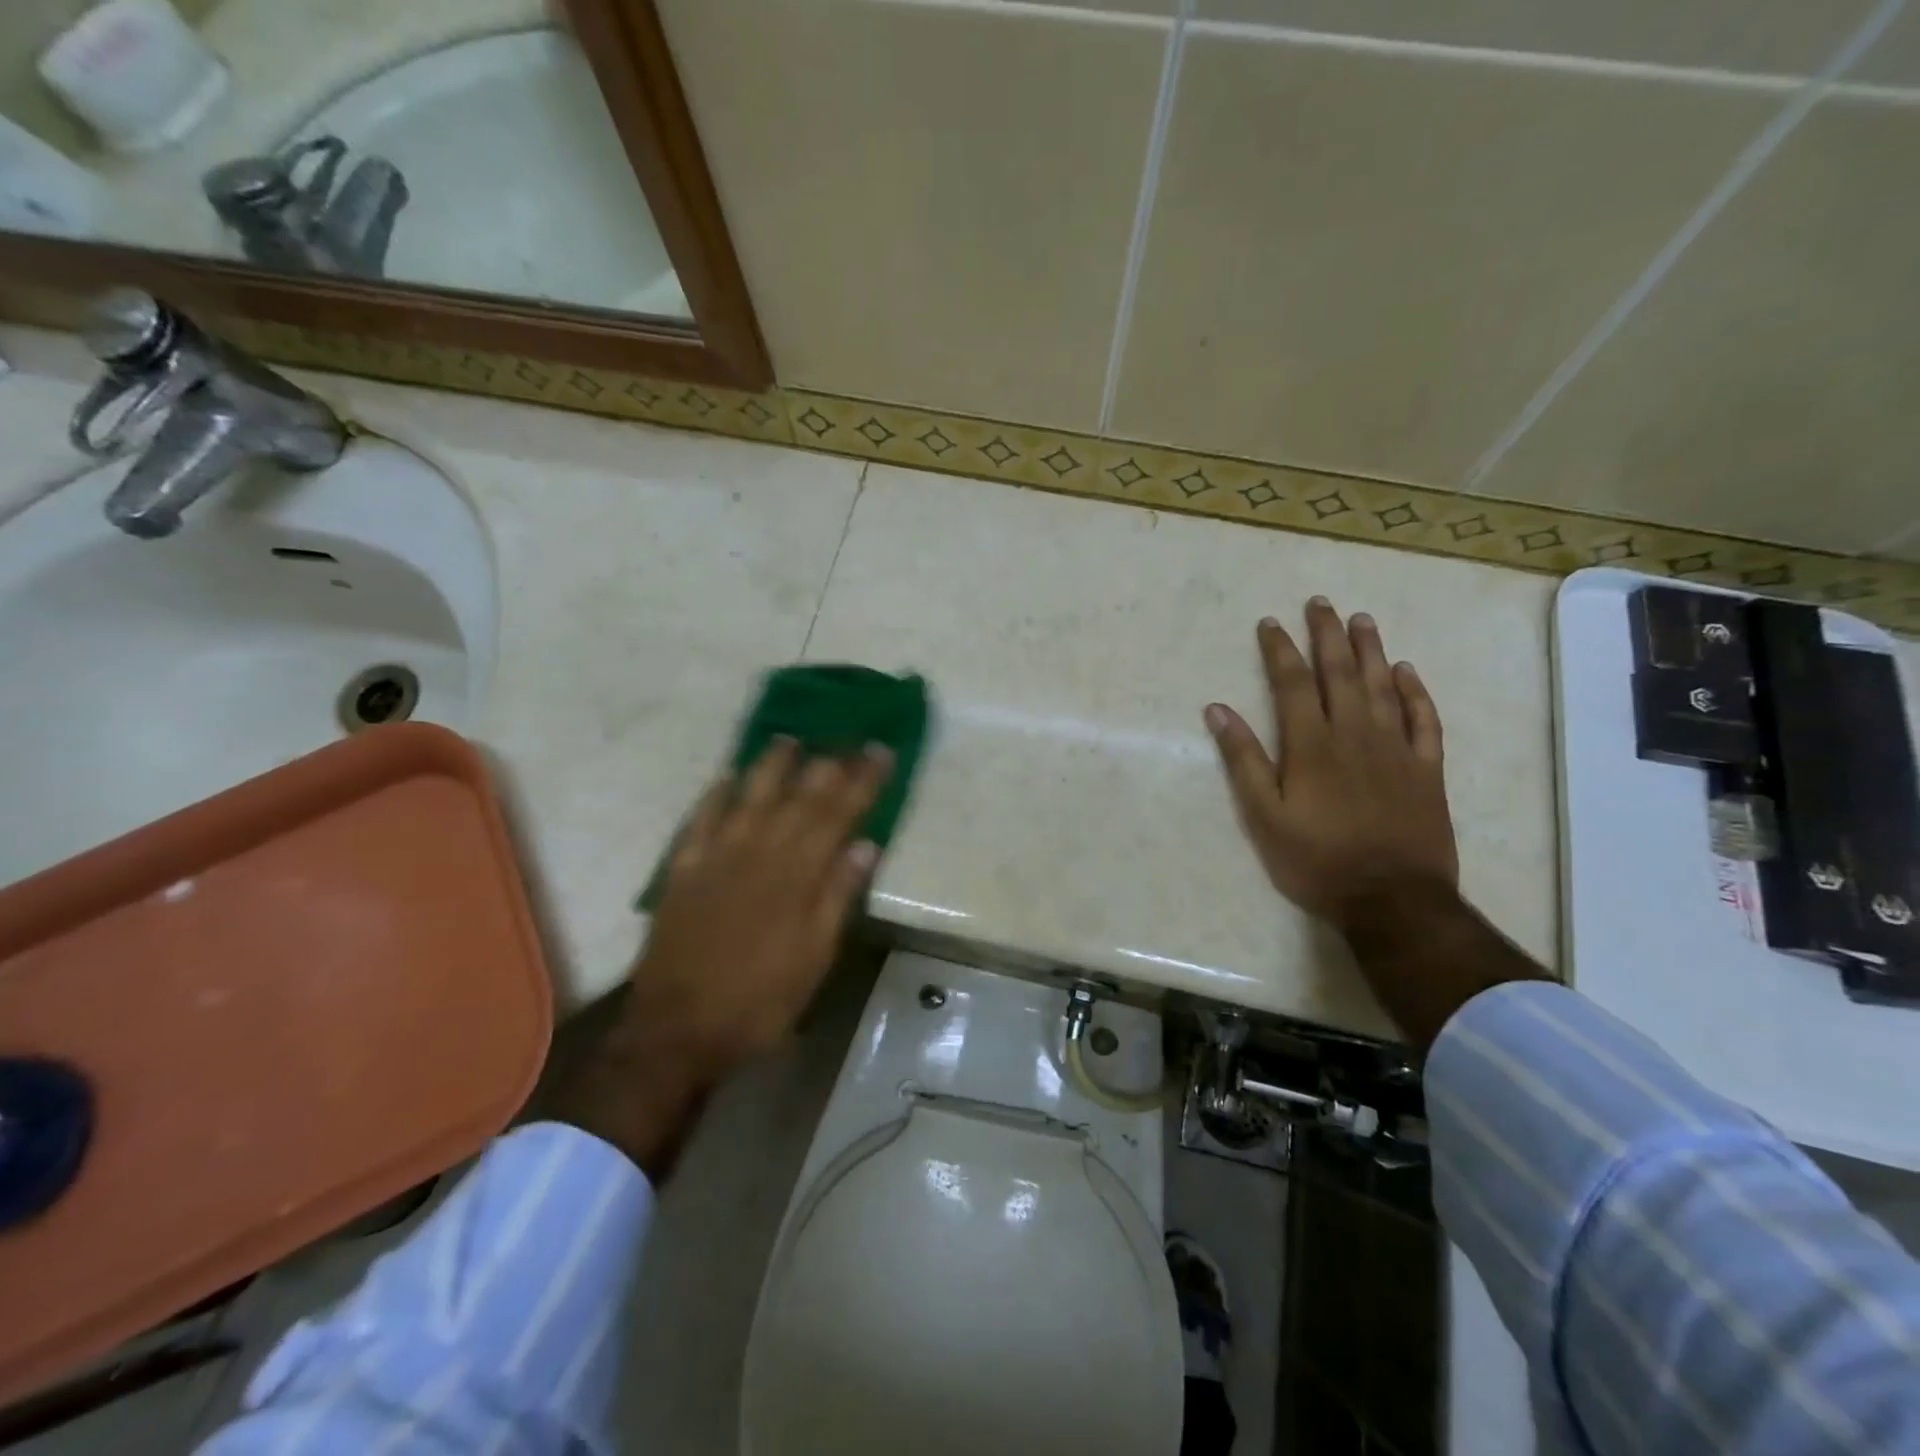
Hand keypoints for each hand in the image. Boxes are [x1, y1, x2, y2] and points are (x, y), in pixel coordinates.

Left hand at [551, 739, 890, 1176]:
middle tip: (847, 740)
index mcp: (795, 875)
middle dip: (827, 765)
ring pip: (748, 796)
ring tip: (789, 740)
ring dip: (770, 766)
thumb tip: (865, 845)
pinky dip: (714, 795)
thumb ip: (837, 897)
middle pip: (798, 797)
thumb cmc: (759, 1000)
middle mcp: (757, 853)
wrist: (677, 1028)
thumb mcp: (814, 958)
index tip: (880, 752)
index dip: (861, 781)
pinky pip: (699, 820)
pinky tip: (725, 778)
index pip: (837, 814)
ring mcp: (716, 857)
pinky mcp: (683, 870)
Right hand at [1205, 597, 1456, 932]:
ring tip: (1361, 620)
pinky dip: (1416, 692)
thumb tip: (1218, 710)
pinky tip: (1407, 671)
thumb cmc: (1317, 860)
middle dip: (1326, 635)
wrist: (1393, 899)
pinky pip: (1424, 719)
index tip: (1271, 623)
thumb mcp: (1264, 816)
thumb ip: (1243, 760)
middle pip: (1340, 673)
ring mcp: (1396, 749)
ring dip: (1371, 650)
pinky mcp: (1427, 769)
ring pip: (1383, 686)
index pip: (1293, 683)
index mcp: (1312, 745)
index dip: (1280, 650)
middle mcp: (1355, 734)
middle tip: (1320, 603)